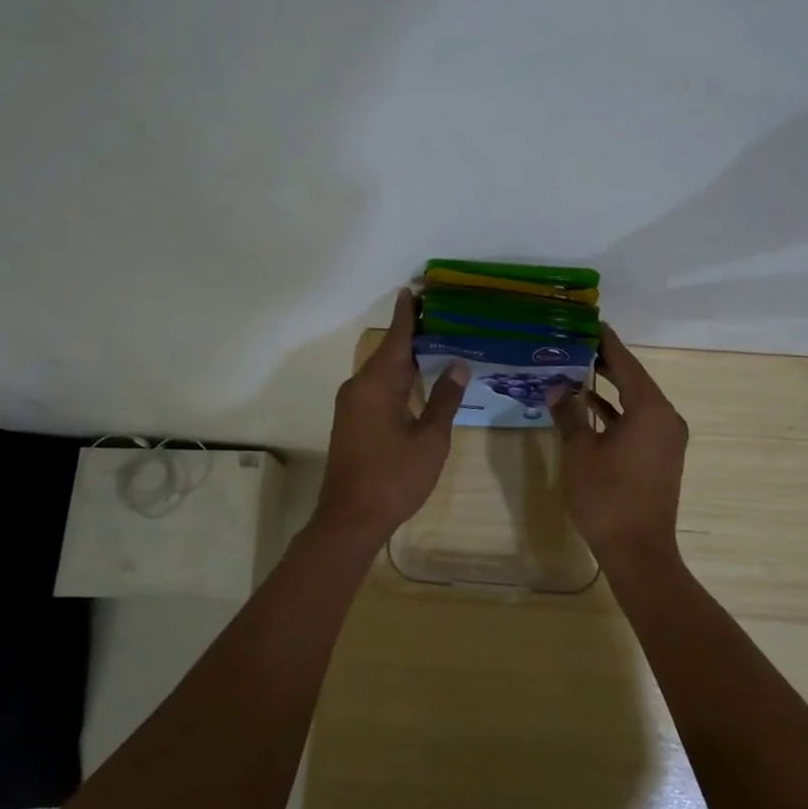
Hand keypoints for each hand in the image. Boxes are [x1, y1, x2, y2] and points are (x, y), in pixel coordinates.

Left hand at [314, 289, 467, 546]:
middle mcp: (358, 387)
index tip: (414, 290)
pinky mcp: (351, 421)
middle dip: (412, 334)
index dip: (408, 315)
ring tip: (435, 343)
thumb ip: (444, 399)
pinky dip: (397, 377)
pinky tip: (417, 380)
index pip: (396, 339)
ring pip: (381, 371)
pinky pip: (376, 387)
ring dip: (405, 358)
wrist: (350, 518)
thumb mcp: (430, 439)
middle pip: (388, 352)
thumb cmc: (394, 478)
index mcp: (376, 384)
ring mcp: (351, 405)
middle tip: (441, 316)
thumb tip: (457, 364)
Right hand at [546, 325, 688, 576]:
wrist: (638, 551)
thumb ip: (569, 413)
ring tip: (576, 370)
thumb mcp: (580, 451)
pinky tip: (589, 408)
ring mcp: (666, 439)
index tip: (588, 323)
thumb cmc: (607, 496)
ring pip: (636, 402)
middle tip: (574, 344)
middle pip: (633, 380)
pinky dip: (616, 413)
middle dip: (605, 363)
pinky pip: (638, 422)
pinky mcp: (660, 457)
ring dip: (609, 389)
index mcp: (650, 409)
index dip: (606, 342)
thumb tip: (557, 387)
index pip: (626, 363)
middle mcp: (666, 418)